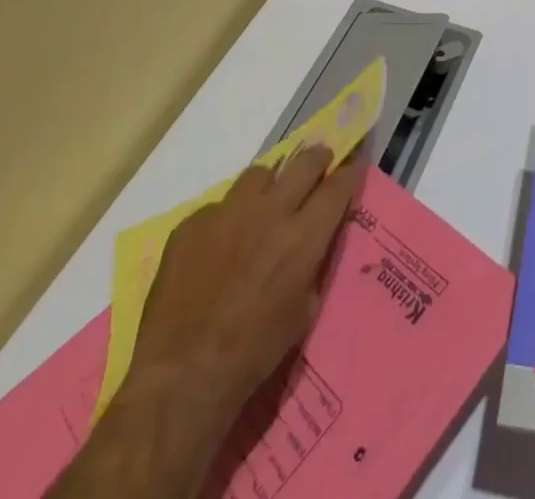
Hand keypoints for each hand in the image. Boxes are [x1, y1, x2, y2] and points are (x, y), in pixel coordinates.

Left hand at [129, 144, 365, 408]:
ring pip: (259, 174)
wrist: (182, 375)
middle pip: (305, 163)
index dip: (349, 174)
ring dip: (270, 184)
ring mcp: (228, 212)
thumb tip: (316, 241)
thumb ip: (313, 265)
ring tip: (265, 203)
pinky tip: (219, 245)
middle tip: (319, 165)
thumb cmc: (253, 352)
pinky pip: (218, 205)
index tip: (352, 168)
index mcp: (303, 236)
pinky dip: (227, 218)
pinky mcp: (192, 223)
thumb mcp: (303, 312)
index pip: (337, 186)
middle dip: (318, 159)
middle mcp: (270, 211)